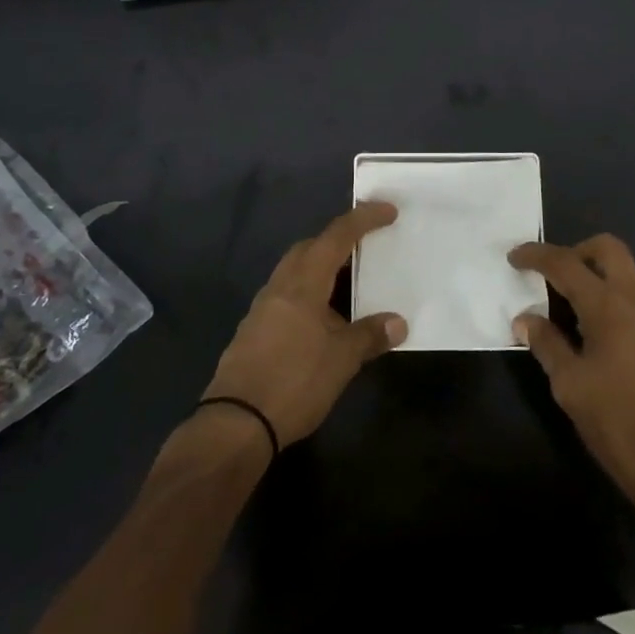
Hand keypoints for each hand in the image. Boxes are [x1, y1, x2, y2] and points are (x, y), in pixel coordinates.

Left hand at [202, 202, 406, 448]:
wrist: (236, 422)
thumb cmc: (294, 381)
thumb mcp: (341, 360)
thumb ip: (369, 336)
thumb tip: (398, 323)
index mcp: (303, 283)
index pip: (336, 237)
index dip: (363, 220)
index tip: (387, 211)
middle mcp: (280, 287)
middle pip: (309, 249)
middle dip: (337, 241)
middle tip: (366, 248)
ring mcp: (263, 309)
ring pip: (295, 273)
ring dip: (322, 270)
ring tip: (350, 286)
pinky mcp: (254, 331)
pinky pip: (287, 297)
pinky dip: (309, 295)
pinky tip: (323, 321)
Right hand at [510, 234, 634, 539]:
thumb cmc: (619, 426)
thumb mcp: (570, 386)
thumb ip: (546, 344)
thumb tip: (525, 319)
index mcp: (609, 306)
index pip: (565, 263)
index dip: (535, 255)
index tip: (514, 257)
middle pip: (608, 248)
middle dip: (576, 252)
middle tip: (554, 277)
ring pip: (630, 272)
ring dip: (601, 275)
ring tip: (577, 309)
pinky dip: (620, 299)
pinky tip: (607, 337)